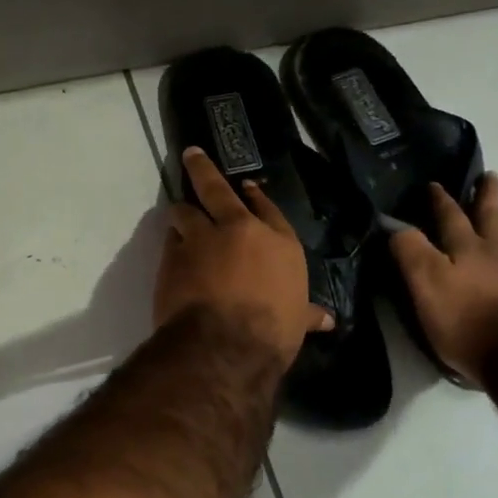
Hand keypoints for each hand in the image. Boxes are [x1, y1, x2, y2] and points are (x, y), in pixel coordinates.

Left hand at [155, 148, 333, 366]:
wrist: (225, 343)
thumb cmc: (272, 331)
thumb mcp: (296, 322)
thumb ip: (305, 314)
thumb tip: (327, 320)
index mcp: (278, 243)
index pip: (267, 208)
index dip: (255, 196)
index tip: (245, 187)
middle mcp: (239, 231)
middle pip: (216, 189)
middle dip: (203, 169)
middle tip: (191, 155)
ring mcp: (202, 239)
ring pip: (185, 212)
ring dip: (181, 214)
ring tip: (178, 214)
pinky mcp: (173, 256)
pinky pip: (170, 241)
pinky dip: (172, 244)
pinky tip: (171, 251)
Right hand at [389, 173, 497, 385]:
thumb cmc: (465, 317)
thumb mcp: (426, 282)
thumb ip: (410, 251)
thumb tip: (394, 225)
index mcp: (466, 247)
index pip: (449, 216)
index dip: (439, 200)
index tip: (432, 184)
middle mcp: (493, 253)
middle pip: (489, 217)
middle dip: (485, 196)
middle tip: (488, 177)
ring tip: (497, 211)